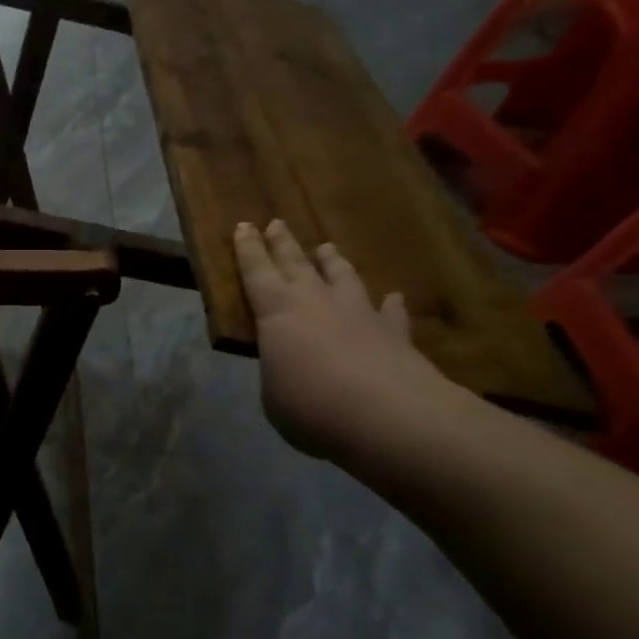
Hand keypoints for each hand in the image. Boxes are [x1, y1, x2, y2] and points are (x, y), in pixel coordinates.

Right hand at [233, 218, 453, 460]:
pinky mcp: (395, 333)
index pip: (256, 271)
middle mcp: (315, 301)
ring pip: (342, 277)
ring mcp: (359, 313)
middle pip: (296, 263)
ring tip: (327, 247)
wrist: (389, 415)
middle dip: (283, 243)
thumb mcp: (273, 395)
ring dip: (332, 261)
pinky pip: (391, 312)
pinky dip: (390, 304)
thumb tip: (288, 366)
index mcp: (276, 311)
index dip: (247, 249)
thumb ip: (277, 372)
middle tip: (276, 223)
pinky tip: (394, 297)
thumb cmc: (311, 405)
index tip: (243, 225)